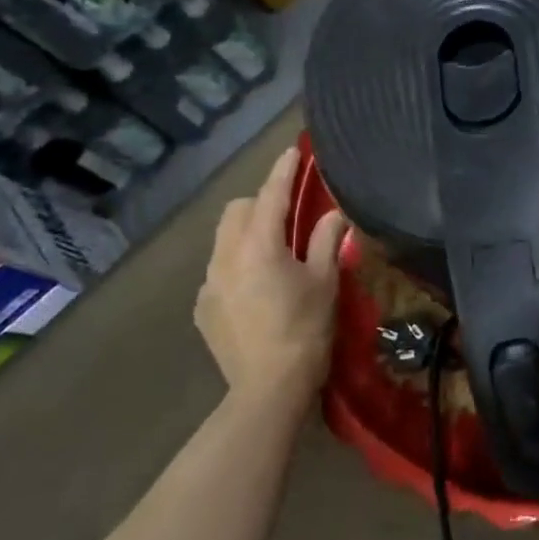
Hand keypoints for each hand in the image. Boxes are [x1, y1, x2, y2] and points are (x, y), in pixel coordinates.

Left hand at [196, 147, 347, 409]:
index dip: (283, 171)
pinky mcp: (203, 307)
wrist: (268, 388)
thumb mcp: (324, 281)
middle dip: (259, 202)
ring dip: (246, 232)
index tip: (292, 151)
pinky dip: (236, 264)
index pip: (271, 195)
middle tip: (287, 212)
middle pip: (237, 211)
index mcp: (260, 246)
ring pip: (223, 239)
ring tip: (272, 250)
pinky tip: (257, 288)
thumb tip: (334, 213)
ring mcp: (209, 283)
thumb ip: (326, 240)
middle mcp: (226, 257)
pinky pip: (218, 269)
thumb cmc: (305, 329)